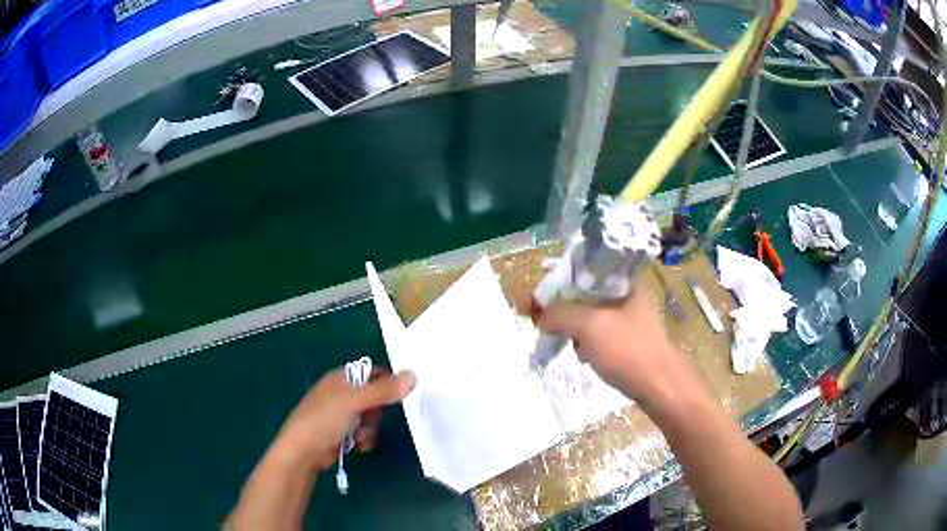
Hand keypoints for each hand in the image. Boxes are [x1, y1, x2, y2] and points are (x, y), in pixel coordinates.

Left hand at [274, 368, 415, 470]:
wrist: (303, 452)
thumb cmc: (324, 420)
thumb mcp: (355, 401)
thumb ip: (383, 391)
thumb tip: (412, 375)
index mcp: (340, 379)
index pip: (371, 373)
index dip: (386, 382)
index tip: (400, 395)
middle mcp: (341, 394)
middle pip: (374, 398)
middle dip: (376, 411)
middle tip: (370, 418)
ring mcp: (340, 415)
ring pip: (370, 418)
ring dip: (370, 429)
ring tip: (359, 436)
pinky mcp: (341, 434)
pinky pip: (363, 433)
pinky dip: (363, 440)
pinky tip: (356, 445)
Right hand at [533, 277, 711, 414]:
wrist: (659, 386)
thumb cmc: (627, 350)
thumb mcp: (589, 325)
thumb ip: (559, 314)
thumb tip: (539, 318)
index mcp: (623, 280)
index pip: (583, 270)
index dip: (557, 282)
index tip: (537, 301)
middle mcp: (627, 294)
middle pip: (584, 293)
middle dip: (563, 309)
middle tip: (547, 325)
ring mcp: (629, 317)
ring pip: (589, 315)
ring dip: (574, 328)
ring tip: (572, 345)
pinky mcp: (627, 339)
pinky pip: (598, 333)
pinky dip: (587, 342)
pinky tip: (586, 356)